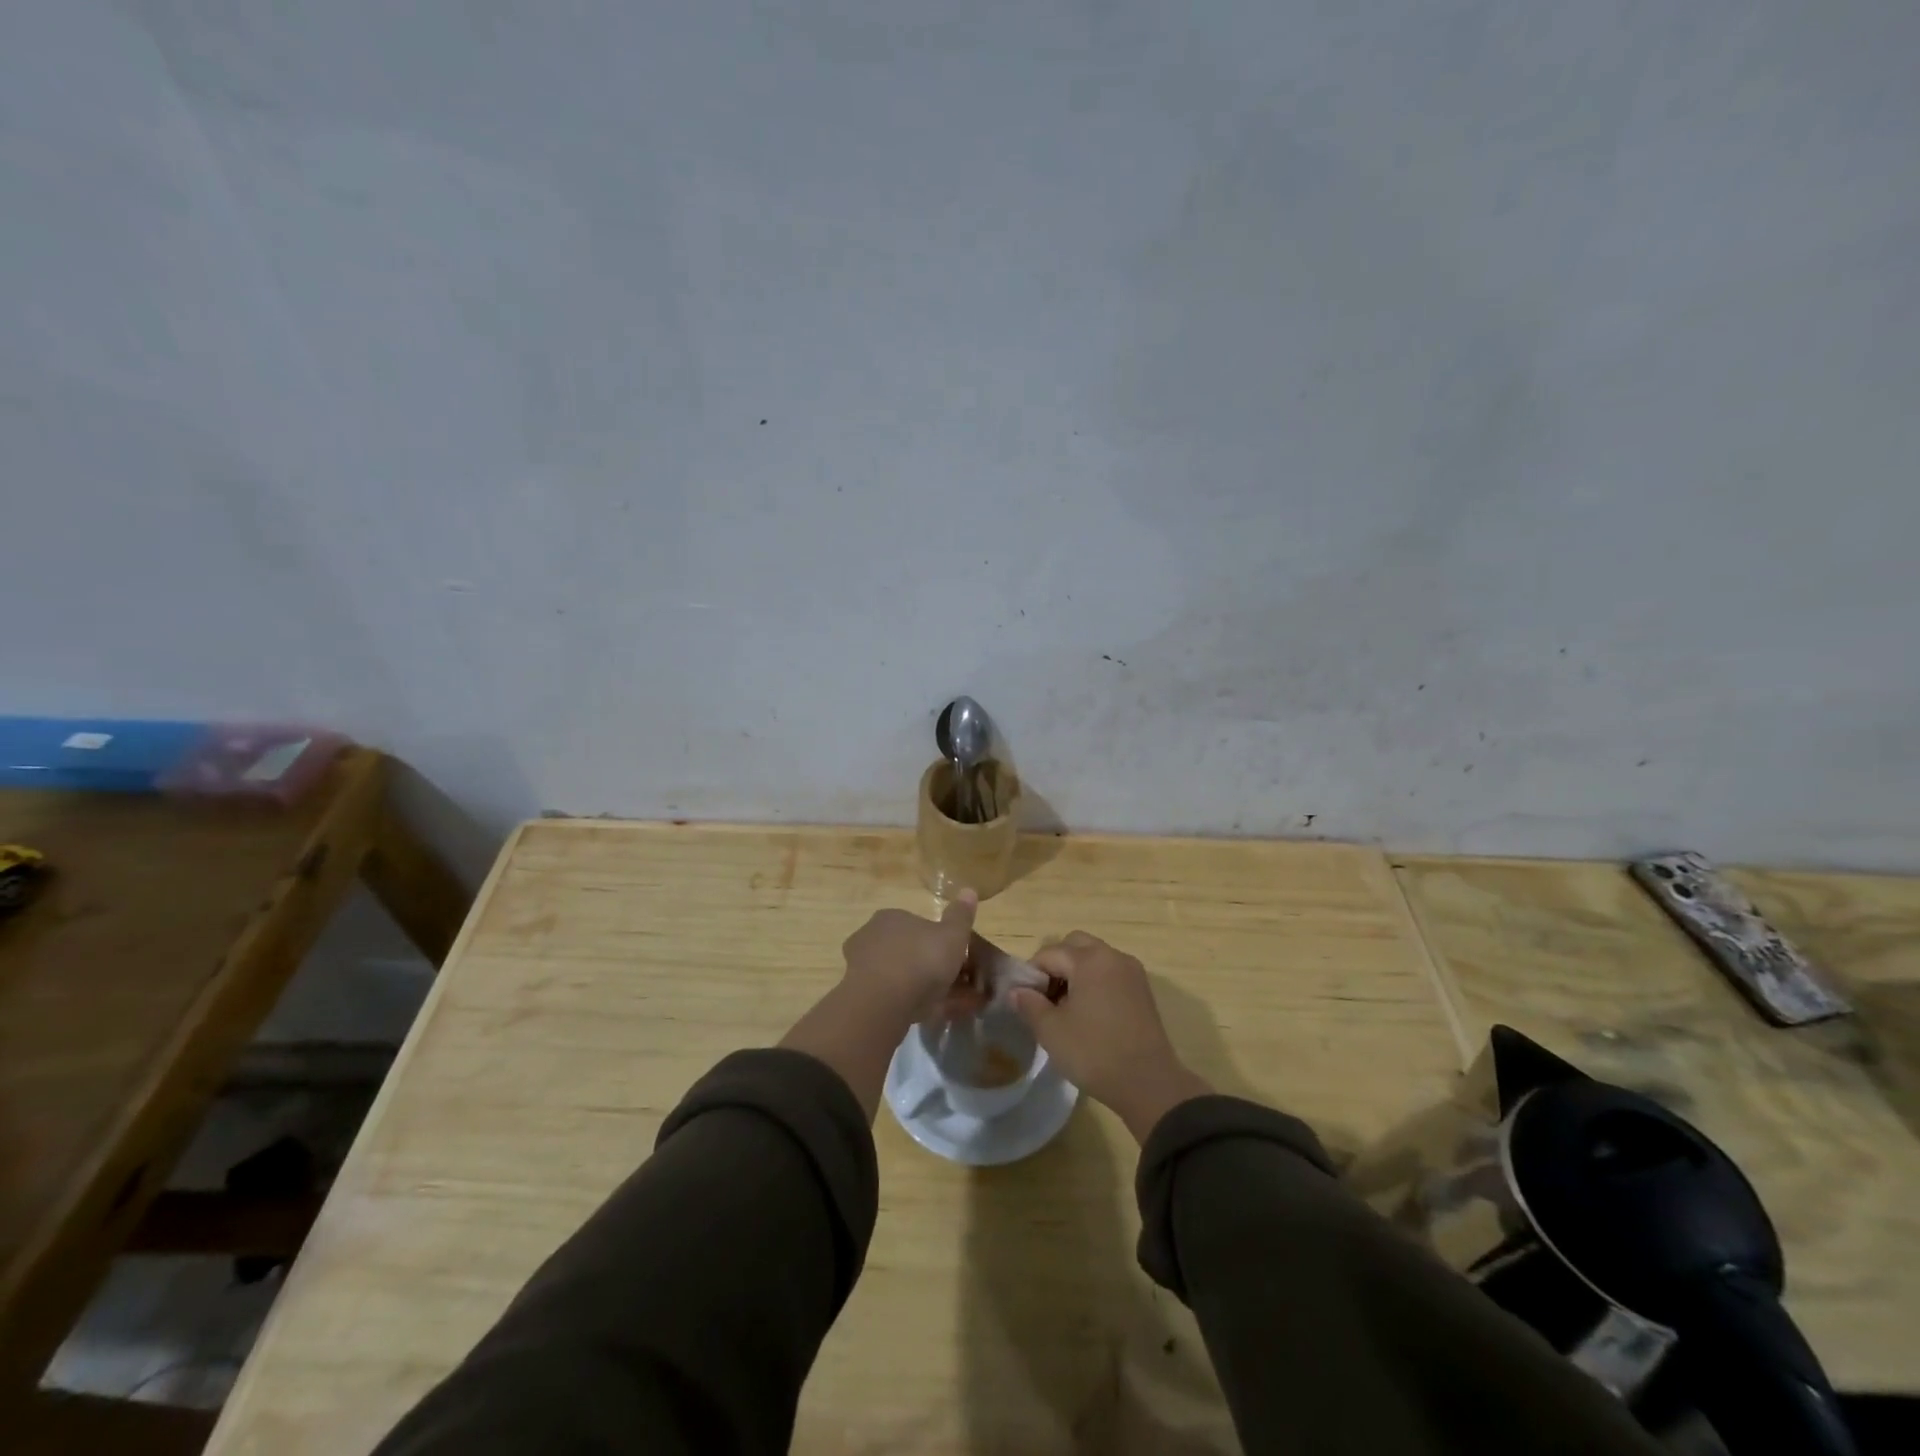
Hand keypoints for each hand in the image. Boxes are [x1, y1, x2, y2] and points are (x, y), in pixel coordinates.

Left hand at [840, 891, 978, 1023]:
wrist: (882, 1002)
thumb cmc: (921, 960)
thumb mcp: (952, 935)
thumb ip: (960, 916)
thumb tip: (968, 891)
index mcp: (892, 917)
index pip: (916, 925)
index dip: (936, 941)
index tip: (952, 958)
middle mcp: (871, 936)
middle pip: (905, 950)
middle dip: (926, 966)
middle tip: (949, 985)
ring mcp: (860, 967)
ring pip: (896, 975)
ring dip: (917, 987)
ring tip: (941, 1005)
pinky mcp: (858, 995)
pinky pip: (889, 997)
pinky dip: (907, 1004)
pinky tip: (925, 1016)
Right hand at [1009, 932, 1212, 1141]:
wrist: (1148, 1084)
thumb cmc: (1094, 1053)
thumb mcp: (1051, 1031)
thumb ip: (1029, 1004)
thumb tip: (1016, 991)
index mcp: (1089, 960)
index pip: (1049, 953)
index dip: (1032, 974)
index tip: (1027, 1001)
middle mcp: (1112, 956)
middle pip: (1075, 945)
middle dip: (1057, 964)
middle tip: (1047, 997)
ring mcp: (1132, 972)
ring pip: (1095, 957)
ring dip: (1077, 972)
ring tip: (1068, 1008)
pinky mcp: (1143, 990)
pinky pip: (1111, 972)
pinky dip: (1096, 981)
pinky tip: (1090, 1013)